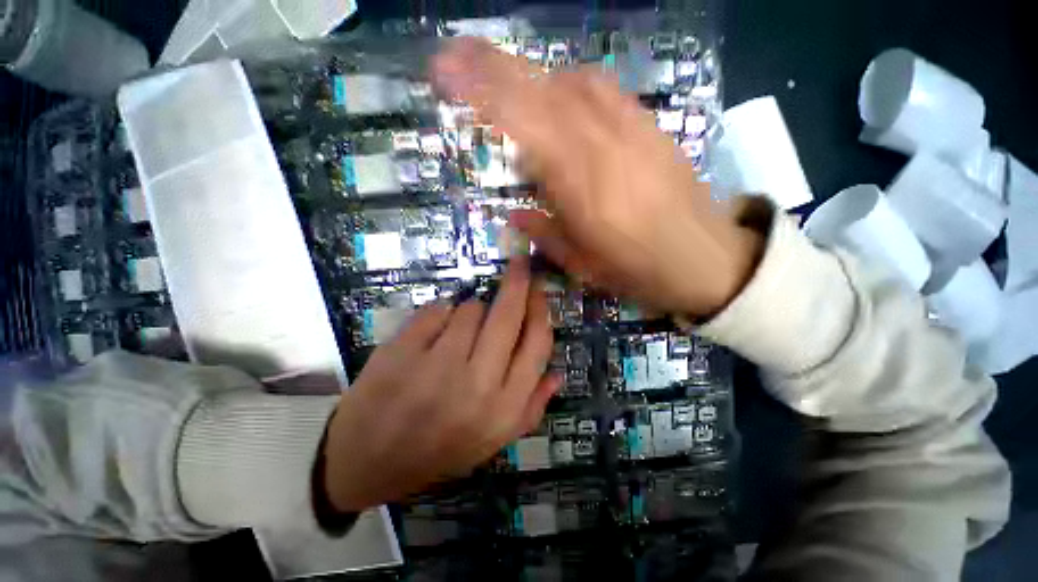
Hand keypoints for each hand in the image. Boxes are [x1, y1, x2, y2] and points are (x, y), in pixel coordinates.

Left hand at [321, 259, 560, 511]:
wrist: (367, 461)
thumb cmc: (437, 451)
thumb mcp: (492, 441)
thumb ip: (531, 408)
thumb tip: (557, 373)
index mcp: (503, 409)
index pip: (536, 344)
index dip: (541, 311)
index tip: (538, 291)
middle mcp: (476, 386)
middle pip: (507, 316)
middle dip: (518, 283)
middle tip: (520, 265)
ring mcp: (436, 367)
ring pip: (470, 309)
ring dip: (471, 311)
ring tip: (458, 334)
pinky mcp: (401, 352)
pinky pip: (436, 310)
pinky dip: (439, 314)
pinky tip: (431, 335)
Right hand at [433, 39, 763, 317]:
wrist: (705, 257)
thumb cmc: (638, 269)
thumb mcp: (583, 264)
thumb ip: (543, 233)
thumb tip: (513, 213)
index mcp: (580, 186)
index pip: (523, 125)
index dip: (482, 94)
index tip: (445, 74)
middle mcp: (601, 145)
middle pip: (540, 91)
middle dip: (491, 66)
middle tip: (453, 54)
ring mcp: (629, 128)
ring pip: (569, 82)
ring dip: (529, 75)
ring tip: (501, 81)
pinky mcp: (649, 124)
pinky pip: (601, 88)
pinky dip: (568, 83)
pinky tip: (558, 94)